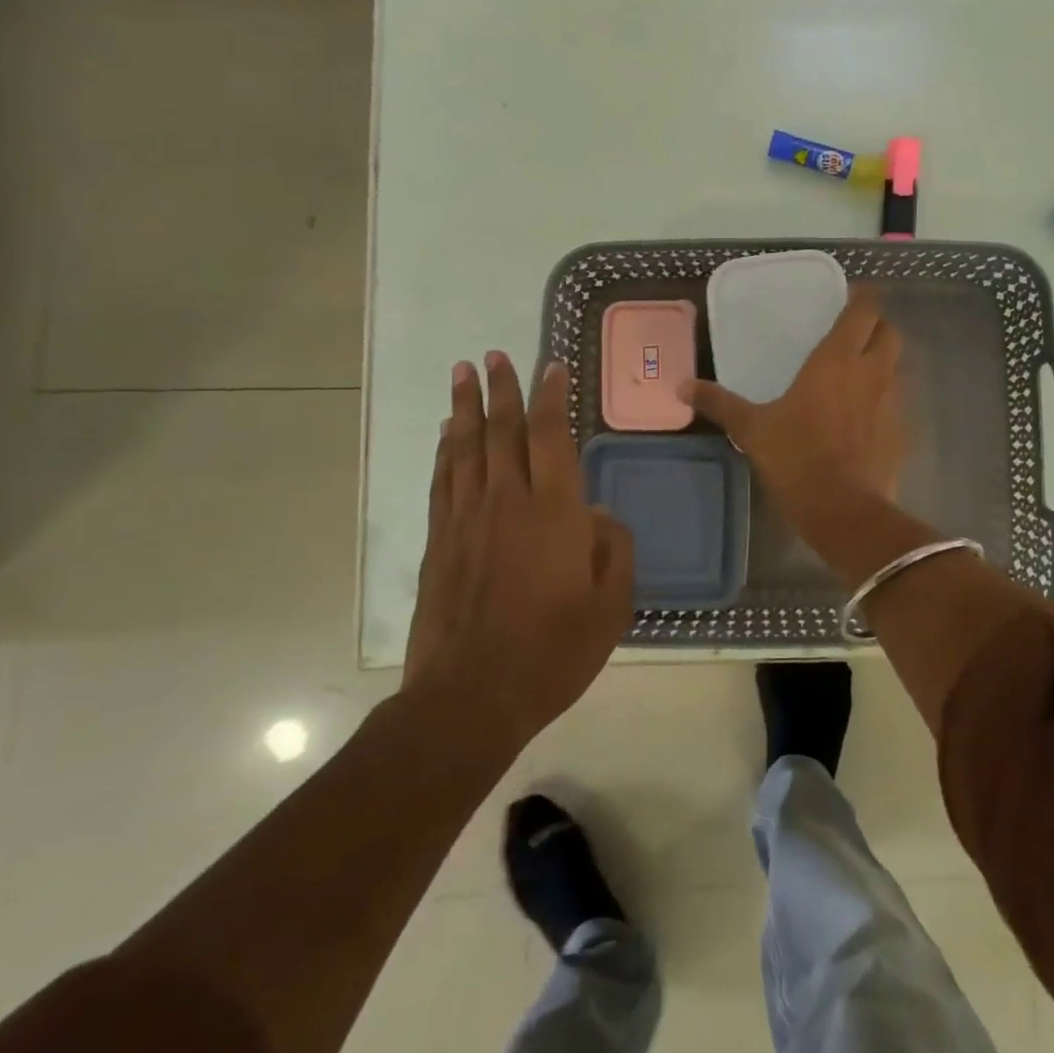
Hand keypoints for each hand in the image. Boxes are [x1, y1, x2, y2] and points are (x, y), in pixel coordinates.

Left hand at [405, 353, 633, 748]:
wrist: (470, 697)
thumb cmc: (552, 652)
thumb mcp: (610, 606)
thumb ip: (614, 551)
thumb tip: (599, 516)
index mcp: (554, 512)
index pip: (551, 436)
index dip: (551, 397)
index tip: (551, 366)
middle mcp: (507, 502)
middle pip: (502, 431)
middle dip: (500, 389)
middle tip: (493, 355)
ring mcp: (467, 519)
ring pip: (466, 448)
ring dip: (465, 408)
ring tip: (463, 374)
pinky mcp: (439, 542)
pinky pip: (443, 481)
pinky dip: (445, 451)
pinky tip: (447, 436)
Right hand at [679, 289, 907, 532]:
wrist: (843, 509)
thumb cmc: (796, 457)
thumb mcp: (752, 428)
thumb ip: (720, 403)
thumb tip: (682, 386)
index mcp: (837, 359)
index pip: (863, 311)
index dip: (863, 298)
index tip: (854, 295)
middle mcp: (872, 371)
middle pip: (890, 332)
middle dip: (878, 326)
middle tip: (856, 332)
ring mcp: (893, 402)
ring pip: (897, 366)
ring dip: (882, 362)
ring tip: (858, 373)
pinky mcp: (902, 431)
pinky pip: (897, 402)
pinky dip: (885, 400)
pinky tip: (865, 417)